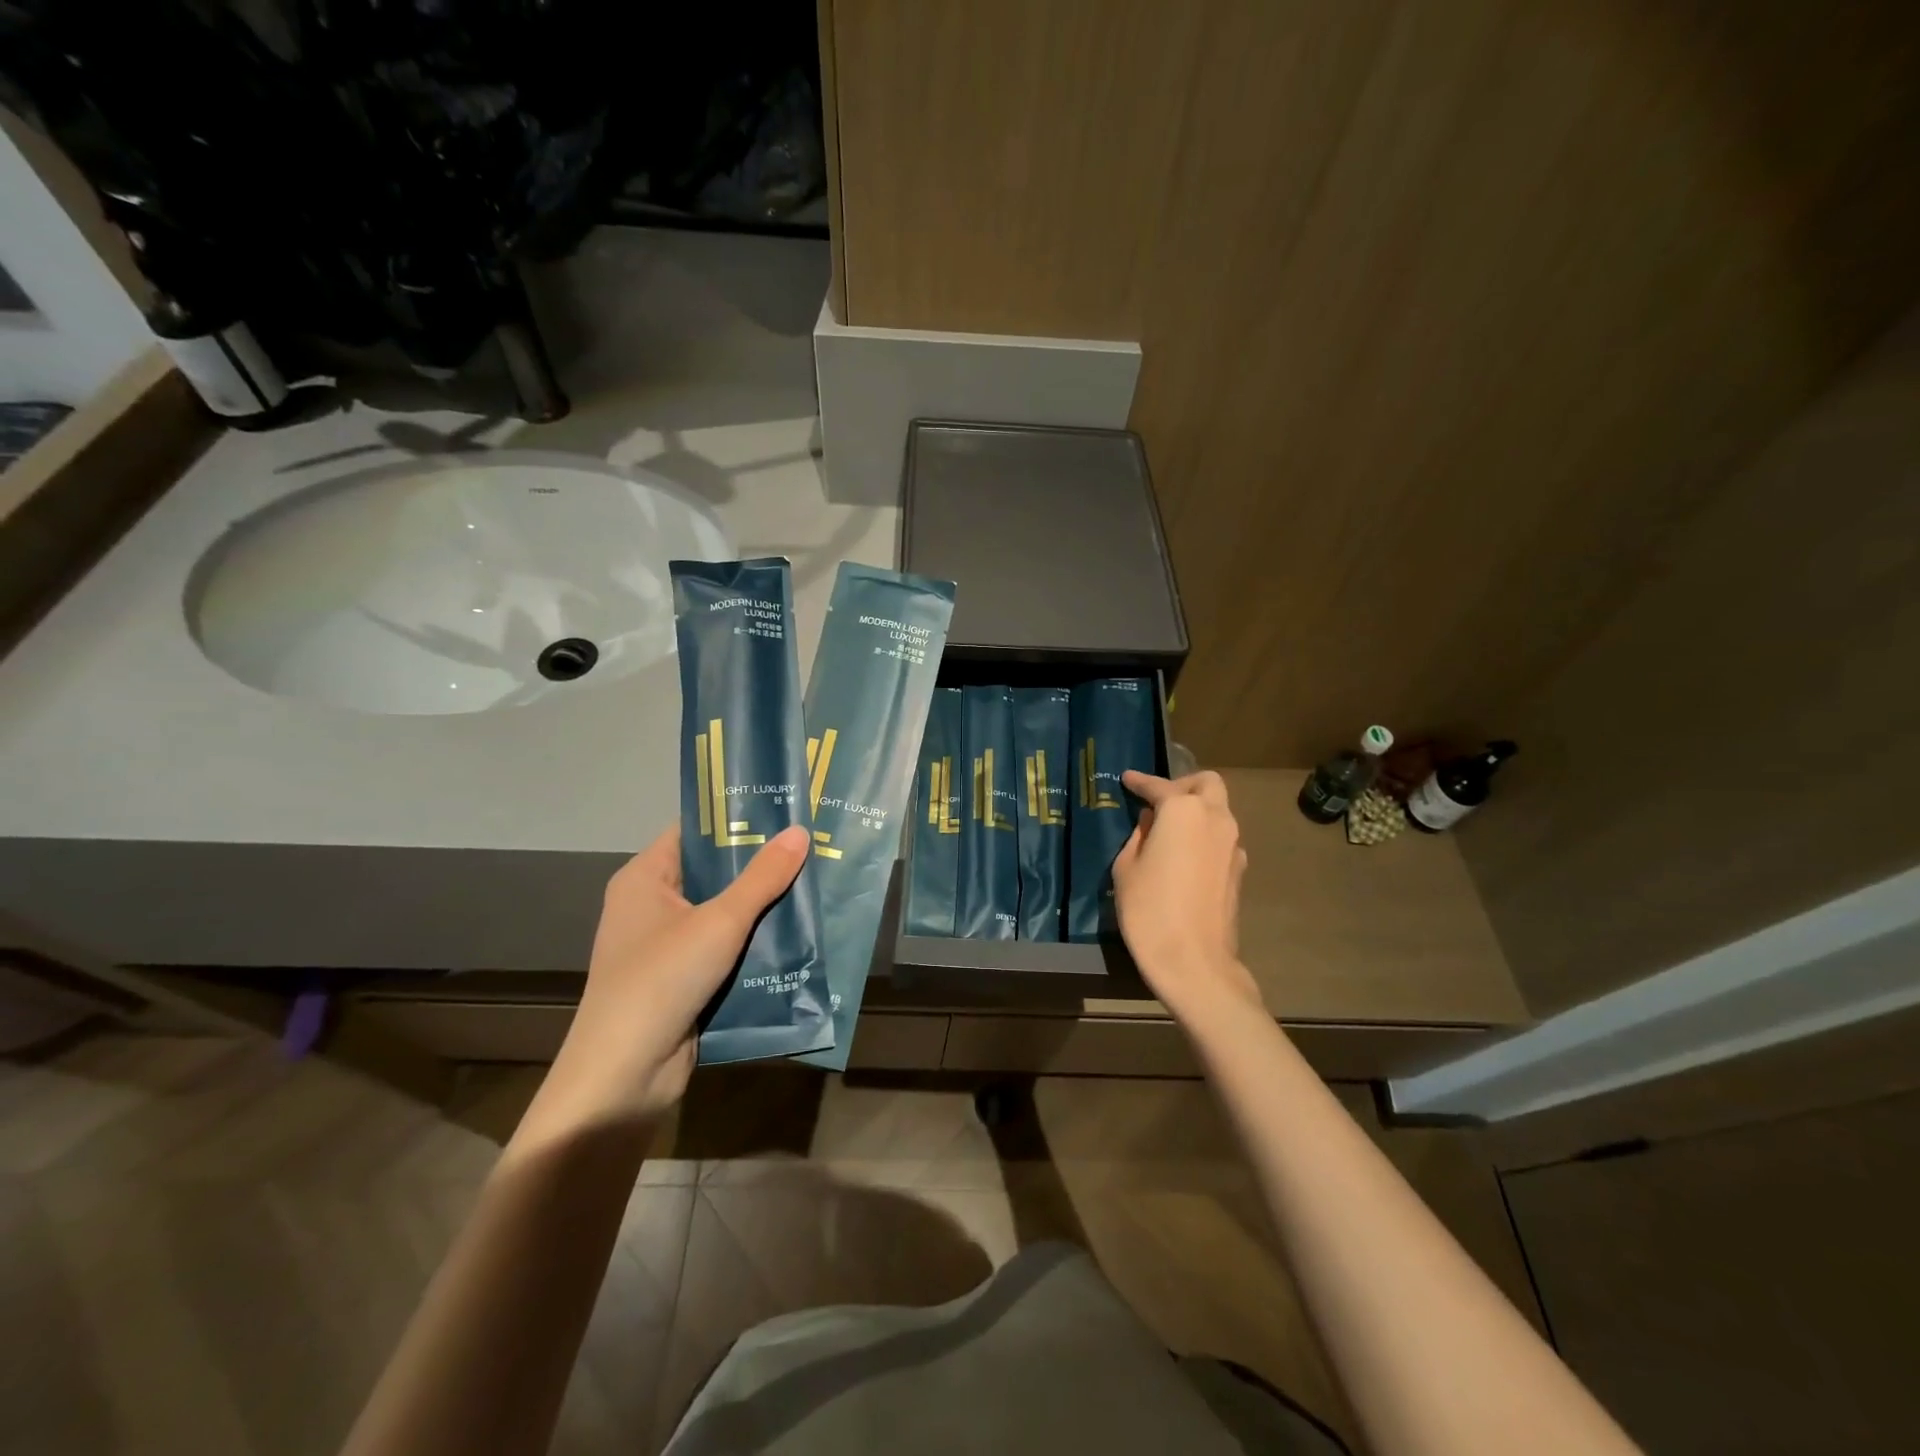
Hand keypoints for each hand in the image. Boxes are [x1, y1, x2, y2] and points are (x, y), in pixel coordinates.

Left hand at [524, 823, 809, 1136]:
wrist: (624, 1076)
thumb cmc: (662, 980)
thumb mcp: (720, 922)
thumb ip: (762, 878)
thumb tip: (799, 831)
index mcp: (645, 878)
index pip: (694, 832)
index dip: (736, 819)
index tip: (785, 811)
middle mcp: (650, 906)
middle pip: (712, 873)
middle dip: (760, 865)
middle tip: (811, 847)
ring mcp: (665, 946)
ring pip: (722, 914)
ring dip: (762, 907)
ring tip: (814, 884)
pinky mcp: (682, 980)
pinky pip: (724, 949)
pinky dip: (754, 943)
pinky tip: (797, 935)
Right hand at [1112, 770, 1261, 1024]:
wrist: (1193, 961)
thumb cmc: (1149, 909)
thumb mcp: (1126, 868)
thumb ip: (1139, 836)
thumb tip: (1152, 825)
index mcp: (1183, 811)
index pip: (1159, 786)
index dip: (1140, 782)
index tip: (1127, 779)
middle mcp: (1215, 818)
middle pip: (1206, 784)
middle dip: (1182, 785)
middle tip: (1158, 801)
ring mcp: (1233, 844)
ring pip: (1218, 810)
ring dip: (1196, 811)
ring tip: (1168, 831)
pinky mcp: (1239, 870)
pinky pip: (1220, 838)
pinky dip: (1203, 836)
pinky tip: (1183, 856)